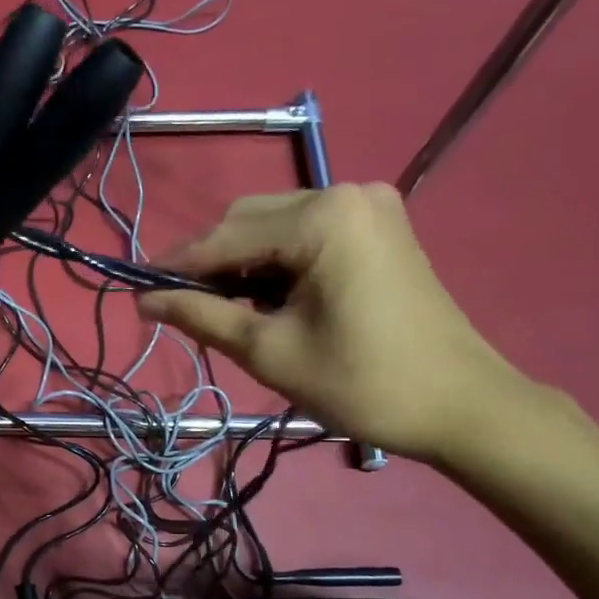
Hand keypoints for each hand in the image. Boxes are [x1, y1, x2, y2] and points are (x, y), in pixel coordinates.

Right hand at [137, 184, 522, 462]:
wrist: (461, 405)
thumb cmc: (361, 382)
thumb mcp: (268, 351)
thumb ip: (201, 316)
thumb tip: (144, 302)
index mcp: (321, 217)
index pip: (224, 237)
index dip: (176, 267)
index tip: (136, 293)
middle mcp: (345, 193)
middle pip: (248, 220)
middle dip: (211, 264)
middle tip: (183, 310)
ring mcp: (368, 206)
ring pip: (274, 226)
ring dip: (242, 264)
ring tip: (225, 311)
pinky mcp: (378, 227)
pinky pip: (305, 234)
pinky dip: (276, 263)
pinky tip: (266, 298)